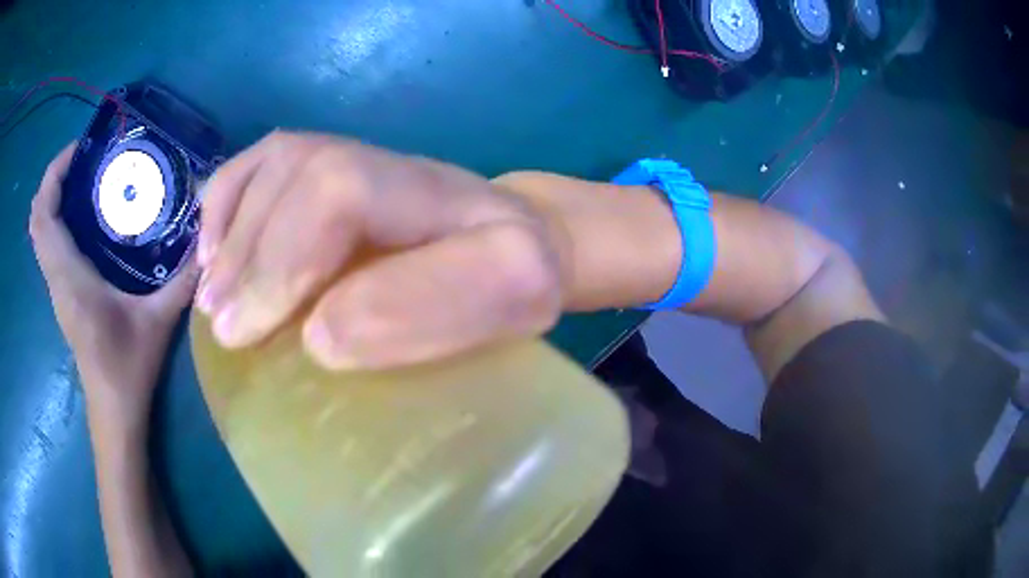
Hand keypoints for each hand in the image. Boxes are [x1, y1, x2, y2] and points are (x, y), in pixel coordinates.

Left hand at [30, 143, 199, 423]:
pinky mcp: (63, 293)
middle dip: (53, 180)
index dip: (52, 175)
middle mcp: (56, 276)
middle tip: (84, 158)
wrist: (113, 413)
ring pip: (41, 232)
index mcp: (68, 277)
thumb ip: (181, 279)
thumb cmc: (126, 370)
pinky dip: (59, 220)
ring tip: (86, 178)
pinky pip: (50, 246)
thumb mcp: (158, 322)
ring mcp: (57, 286)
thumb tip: (207, 240)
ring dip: (55, 199)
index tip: (77, 149)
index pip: (43, 217)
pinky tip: (88, 216)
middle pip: (37, 218)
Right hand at [196, 131, 567, 368]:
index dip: (282, 260)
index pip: (338, 193)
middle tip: (222, 328)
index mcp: (438, 191)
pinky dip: (226, 203)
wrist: (520, 236)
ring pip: (268, 170)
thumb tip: (319, 336)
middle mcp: (386, 160)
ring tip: (212, 297)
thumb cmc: (514, 281)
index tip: (249, 331)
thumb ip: (426, 312)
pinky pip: (262, 165)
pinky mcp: (331, 163)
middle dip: (245, 260)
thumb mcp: (507, 298)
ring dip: (229, 236)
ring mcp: (354, 154)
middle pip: (293, 178)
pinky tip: (215, 251)